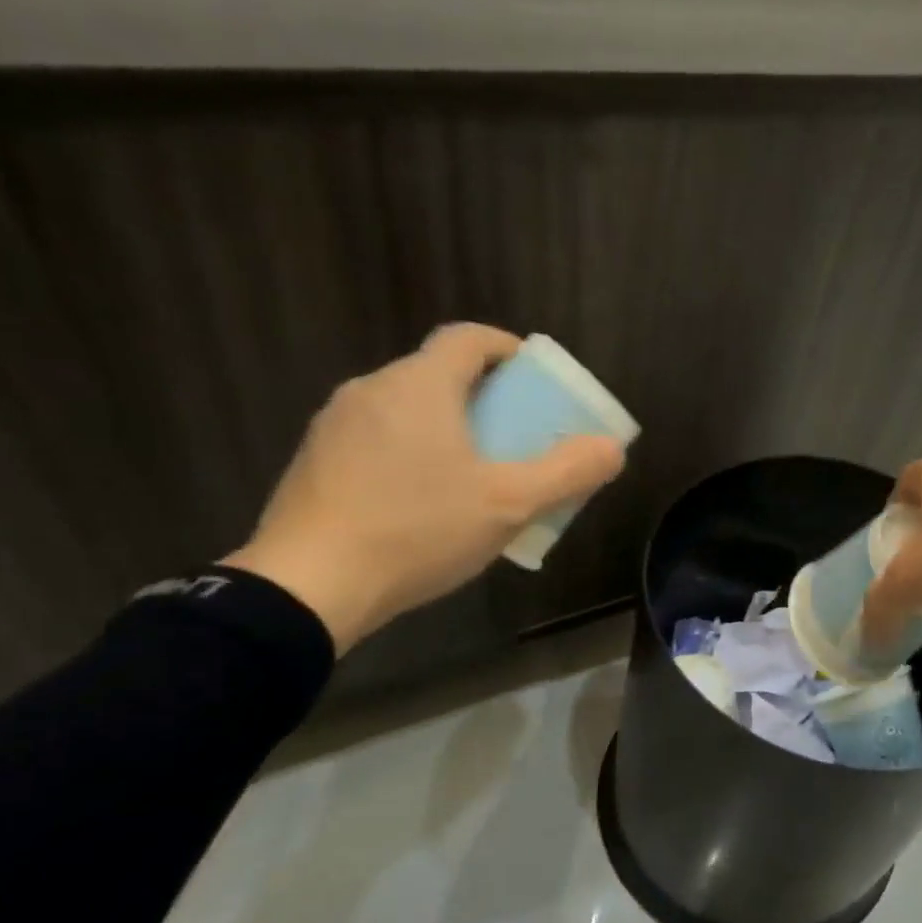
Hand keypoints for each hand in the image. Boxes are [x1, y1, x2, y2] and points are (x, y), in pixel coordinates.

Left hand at [223, 324, 625, 652]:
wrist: (309, 584)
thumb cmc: (417, 531)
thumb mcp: (508, 505)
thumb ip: (566, 473)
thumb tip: (612, 448)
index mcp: (419, 384)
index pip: (469, 338)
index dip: (508, 349)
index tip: (533, 379)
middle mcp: (371, 389)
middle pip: (438, 374)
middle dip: (483, 398)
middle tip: (513, 439)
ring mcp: (334, 425)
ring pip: (405, 409)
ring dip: (444, 428)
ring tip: (470, 477)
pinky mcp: (314, 461)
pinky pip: (375, 440)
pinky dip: (408, 453)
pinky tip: (419, 505)